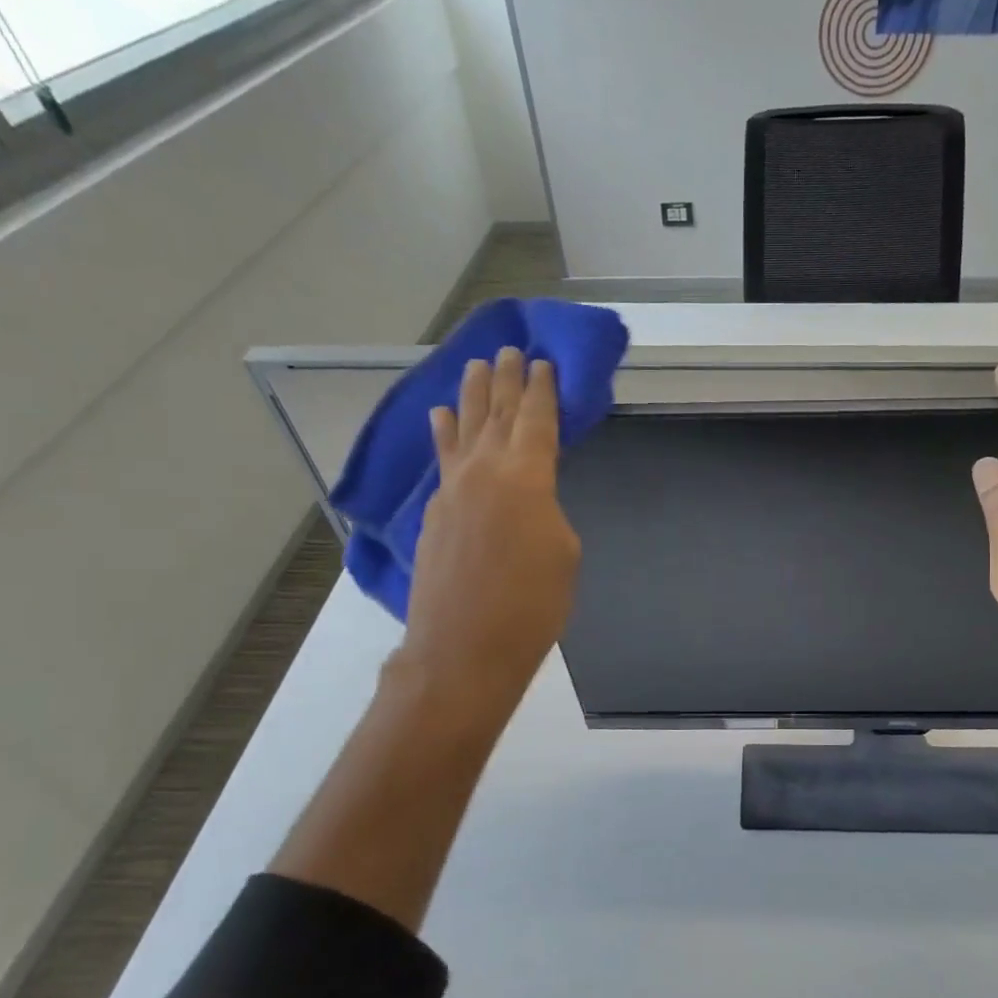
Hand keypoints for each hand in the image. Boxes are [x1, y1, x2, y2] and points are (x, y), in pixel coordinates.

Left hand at [395, 346, 580, 716]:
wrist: (464, 649)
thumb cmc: (532, 605)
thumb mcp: (564, 553)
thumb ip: (548, 512)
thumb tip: (529, 501)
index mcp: (527, 477)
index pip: (537, 420)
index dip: (542, 389)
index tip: (542, 362)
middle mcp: (485, 471)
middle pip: (497, 413)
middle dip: (505, 379)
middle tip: (508, 349)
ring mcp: (453, 490)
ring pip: (464, 428)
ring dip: (471, 396)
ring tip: (473, 367)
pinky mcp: (434, 513)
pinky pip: (443, 458)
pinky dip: (445, 434)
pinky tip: (442, 419)